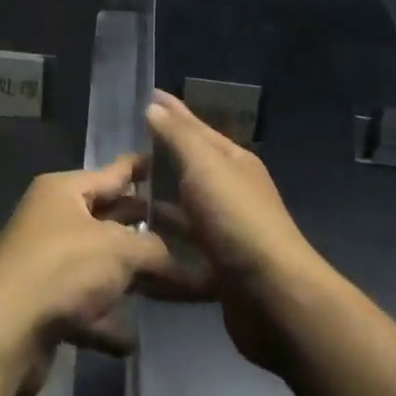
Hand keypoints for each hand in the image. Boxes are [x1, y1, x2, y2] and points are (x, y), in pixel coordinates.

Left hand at [0, 155, 180, 395]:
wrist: (3, 330)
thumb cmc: (61, 268)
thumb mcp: (117, 250)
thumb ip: (156, 251)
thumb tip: (186, 263)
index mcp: (64, 190)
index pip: (112, 172)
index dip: (140, 168)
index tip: (170, 162)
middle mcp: (53, 219)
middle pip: (108, 220)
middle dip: (144, 231)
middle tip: (188, 235)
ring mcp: (47, 262)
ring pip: (99, 266)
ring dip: (128, 280)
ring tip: (172, 290)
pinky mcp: (44, 305)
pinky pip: (85, 308)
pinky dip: (106, 321)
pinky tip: (130, 339)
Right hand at [145, 91, 321, 374]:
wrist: (275, 299)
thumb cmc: (237, 219)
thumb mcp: (204, 166)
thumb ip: (178, 136)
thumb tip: (154, 107)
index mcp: (233, 162)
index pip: (196, 127)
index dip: (171, 111)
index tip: (144, 97)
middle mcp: (231, 192)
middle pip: (190, 167)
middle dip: (159, 156)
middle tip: (121, 149)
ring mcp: (226, 232)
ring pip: (185, 209)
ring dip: (157, 203)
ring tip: (120, 198)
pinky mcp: (218, 269)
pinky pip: (183, 248)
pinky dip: (163, 242)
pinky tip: (137, 242)